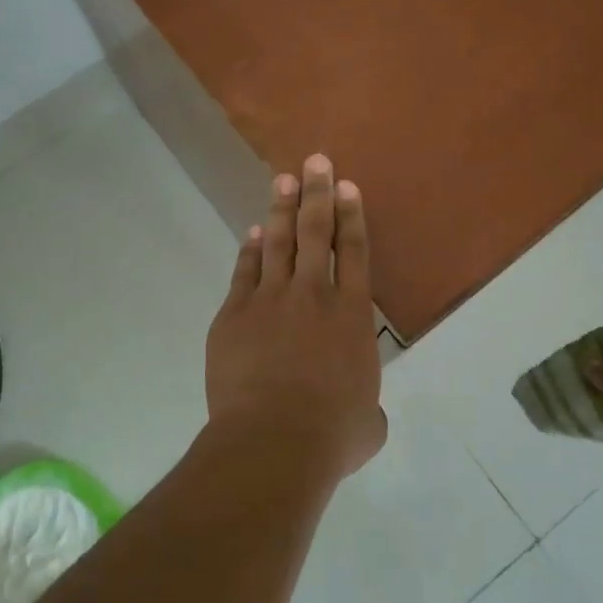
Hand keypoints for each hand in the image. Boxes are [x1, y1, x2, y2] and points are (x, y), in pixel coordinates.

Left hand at [205, 155, 385, 477]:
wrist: (273, 442)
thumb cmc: (331, 436)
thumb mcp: (367, 424)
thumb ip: (366, 406)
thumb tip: (362, 413)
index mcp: (352, 315)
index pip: (356, 252)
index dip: (352, 215)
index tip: (348, 186)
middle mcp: (314, 295)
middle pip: (317, 232)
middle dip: (318, 192)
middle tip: (316, 161)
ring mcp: (270, 300)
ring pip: (279, 243)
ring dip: (283, 209)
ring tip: (284, 179)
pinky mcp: (235, 315)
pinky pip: (245, 272)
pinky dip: (251, 250)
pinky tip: (254, 233)